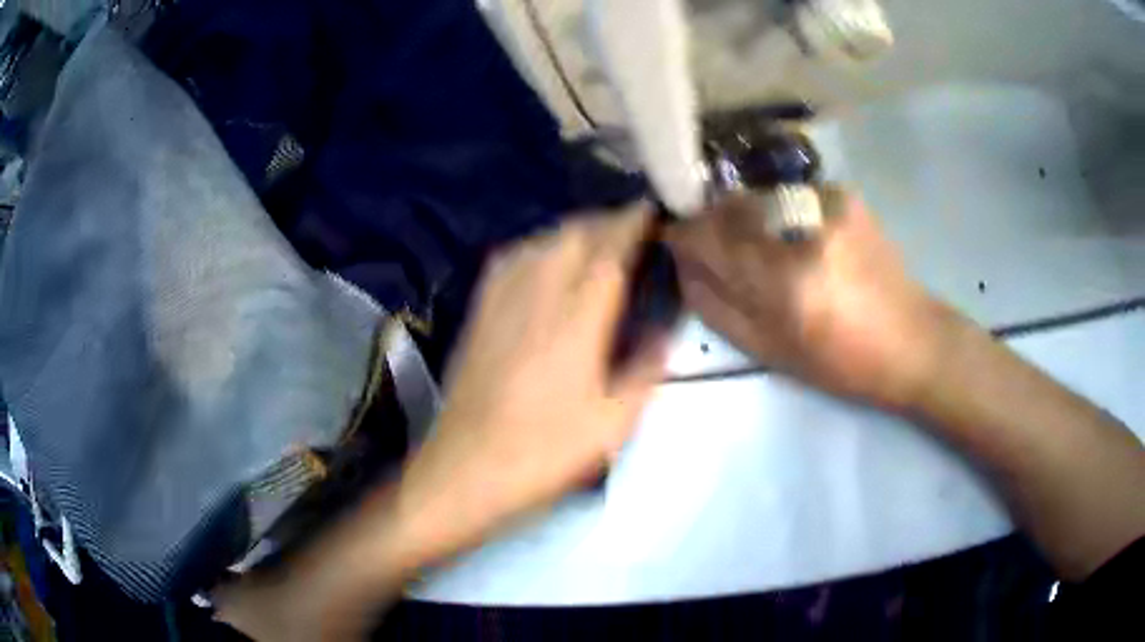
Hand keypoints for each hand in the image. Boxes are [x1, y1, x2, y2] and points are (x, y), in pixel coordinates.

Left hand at [215, 205, 668, 640]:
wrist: (465, 469)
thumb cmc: (543, 453)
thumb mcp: (611, 425)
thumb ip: (644, 372)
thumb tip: (664, 334)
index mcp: (576, 322)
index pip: (608, 253)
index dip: (631, 225)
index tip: (650, 209)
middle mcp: (537, 297)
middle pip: (572, 235)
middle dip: (604, 221)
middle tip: (630, 226)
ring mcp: (501, 302)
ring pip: (540, 241)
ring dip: (572, 230)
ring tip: (595, 237)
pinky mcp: (478, 313)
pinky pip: (510, 260)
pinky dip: (537, 246)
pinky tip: (545, 259)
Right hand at [666, 186, 943, 408]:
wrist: (913, 340)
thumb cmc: (842, 362)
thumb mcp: (770, 351)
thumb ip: (716, 305)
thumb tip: (683, 263)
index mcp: (785, 281)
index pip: (708, 234)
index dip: (683, 233)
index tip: (675, 240)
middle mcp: (804, 228)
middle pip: (730, 206)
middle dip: (714, 225)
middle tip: (720, 252)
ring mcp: (827, 203)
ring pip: (759, 198)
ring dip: (748, 220)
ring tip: (767, 252)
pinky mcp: (845, 196)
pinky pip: (790, 197)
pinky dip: (782, 216)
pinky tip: (803, 242)